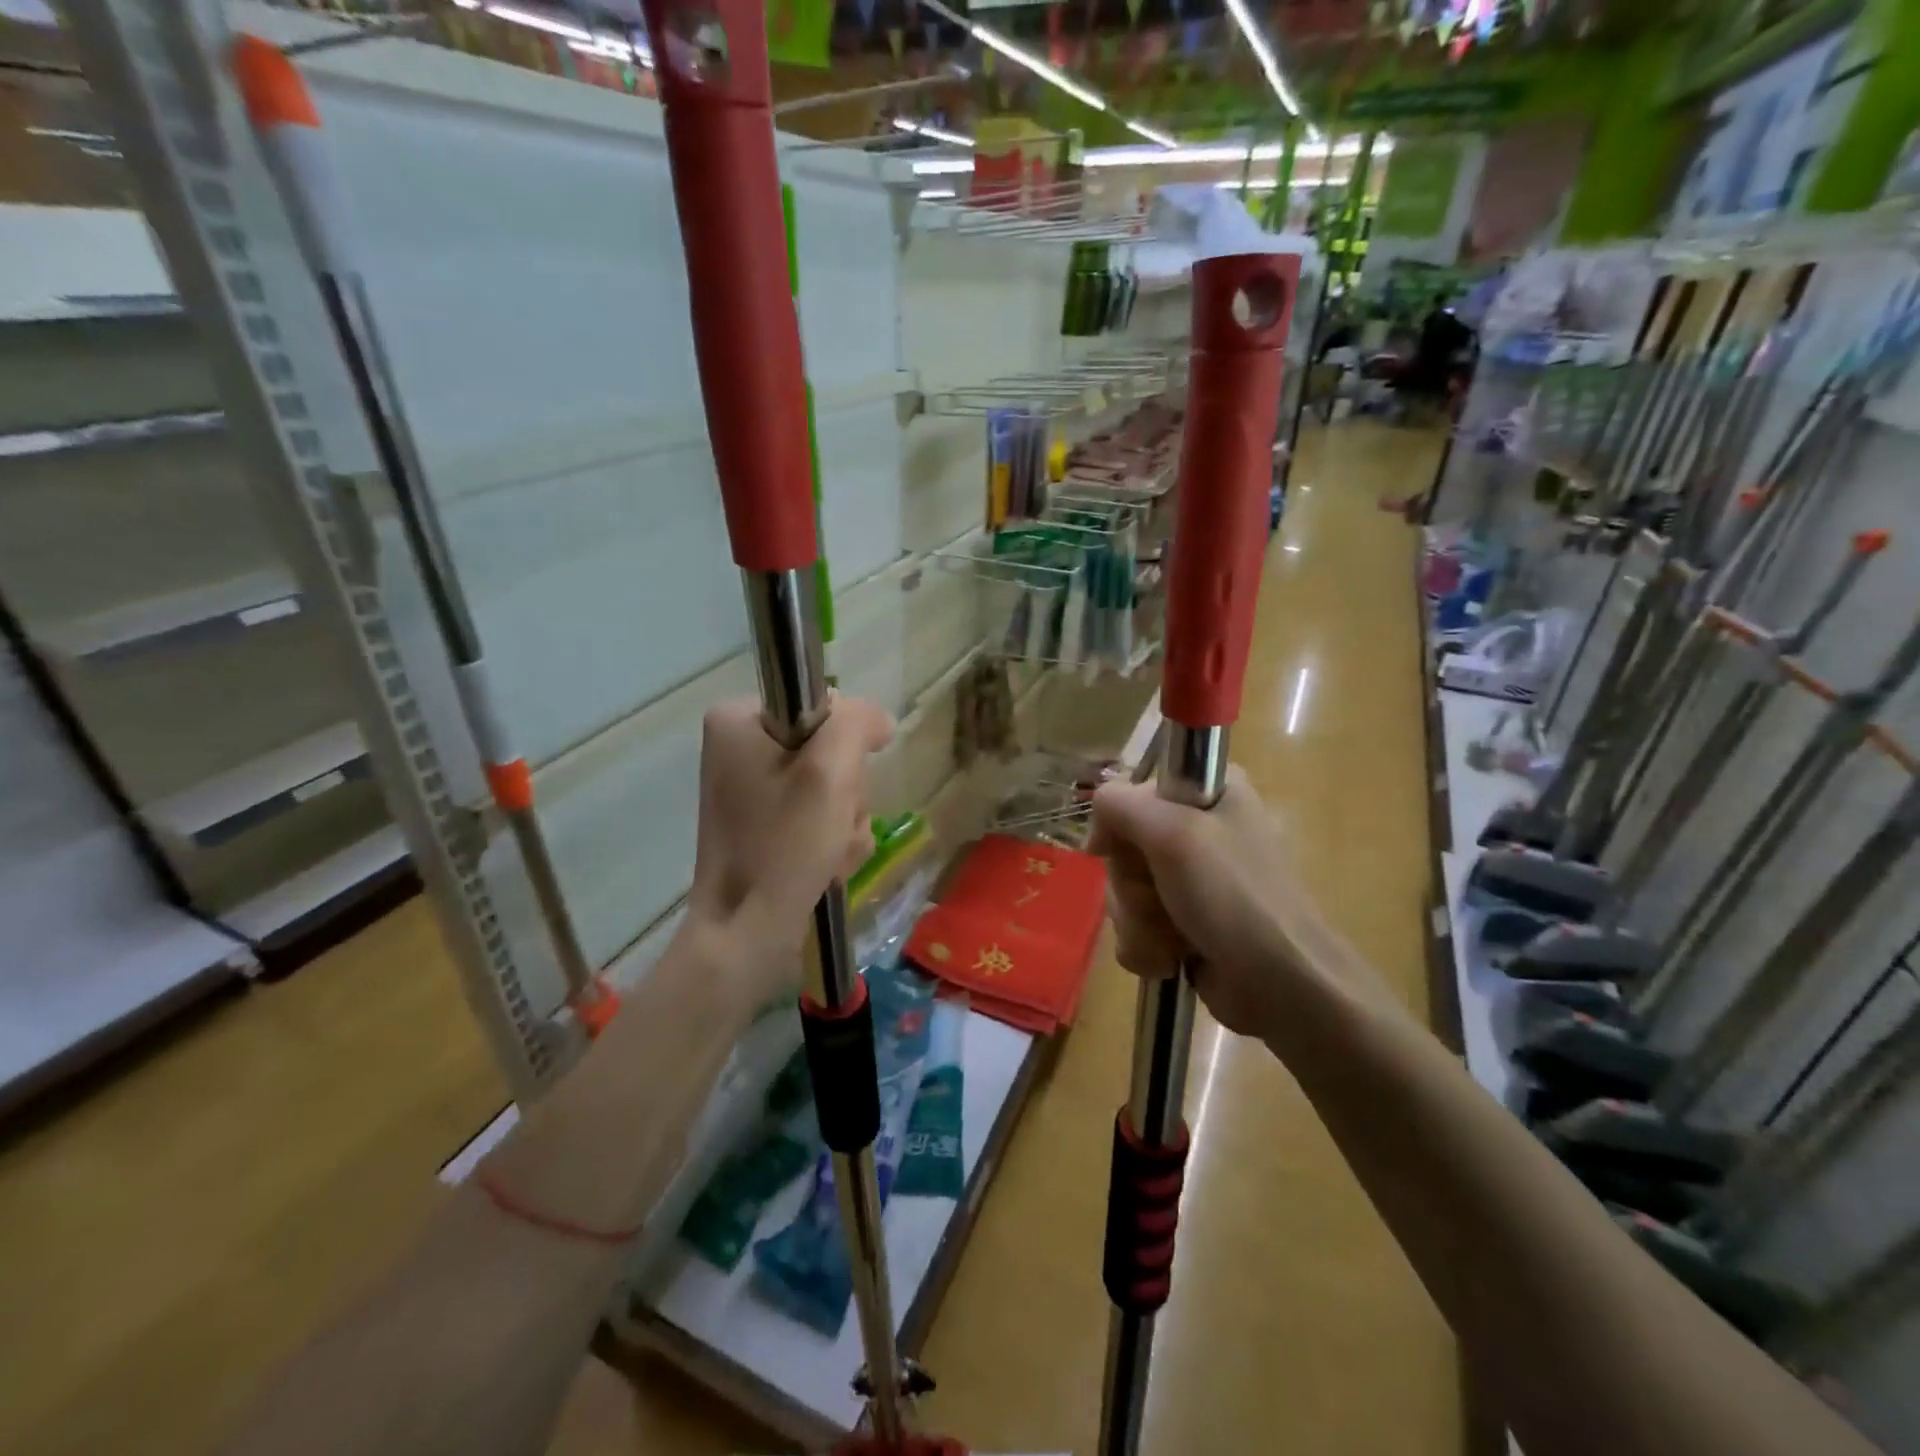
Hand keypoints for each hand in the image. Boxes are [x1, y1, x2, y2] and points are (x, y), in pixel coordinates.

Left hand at [686, 696, 894, 1006]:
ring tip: (830, 852)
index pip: (824, 705)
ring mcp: (750, 787)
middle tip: (834, 824)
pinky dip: (830, 838)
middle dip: (845, 792)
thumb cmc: (784, 846)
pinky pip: (816, 813)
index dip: (848, 744)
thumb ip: (857, 723)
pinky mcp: (761, 821)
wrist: (745, 932)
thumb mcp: (830, 771)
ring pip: (830, 785)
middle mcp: (739, 746)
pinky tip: (825, 863)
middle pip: (830, 748)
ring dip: (844, 820)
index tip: (843, 782)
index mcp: (739, 719)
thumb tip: (878, 720)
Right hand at [1089, 766, 1384, 1039]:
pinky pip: (1137, 925)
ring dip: (1137, 920)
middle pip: (1124, 846)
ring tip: (1170, 938)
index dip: (1118, 823)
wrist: (1280, 983)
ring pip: (1126, 890)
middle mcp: (1202, 829)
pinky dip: (1146, 944)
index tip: (1113, 849)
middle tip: (1157, 898)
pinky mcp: (1186, 923)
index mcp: (1210, 792)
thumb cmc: (1231, 895)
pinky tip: (1169, 958)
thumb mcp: (1172, 831)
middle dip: (1130, 883)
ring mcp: (1193, 880)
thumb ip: (1119, 805)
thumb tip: (1097, 829)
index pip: (1133, 792)